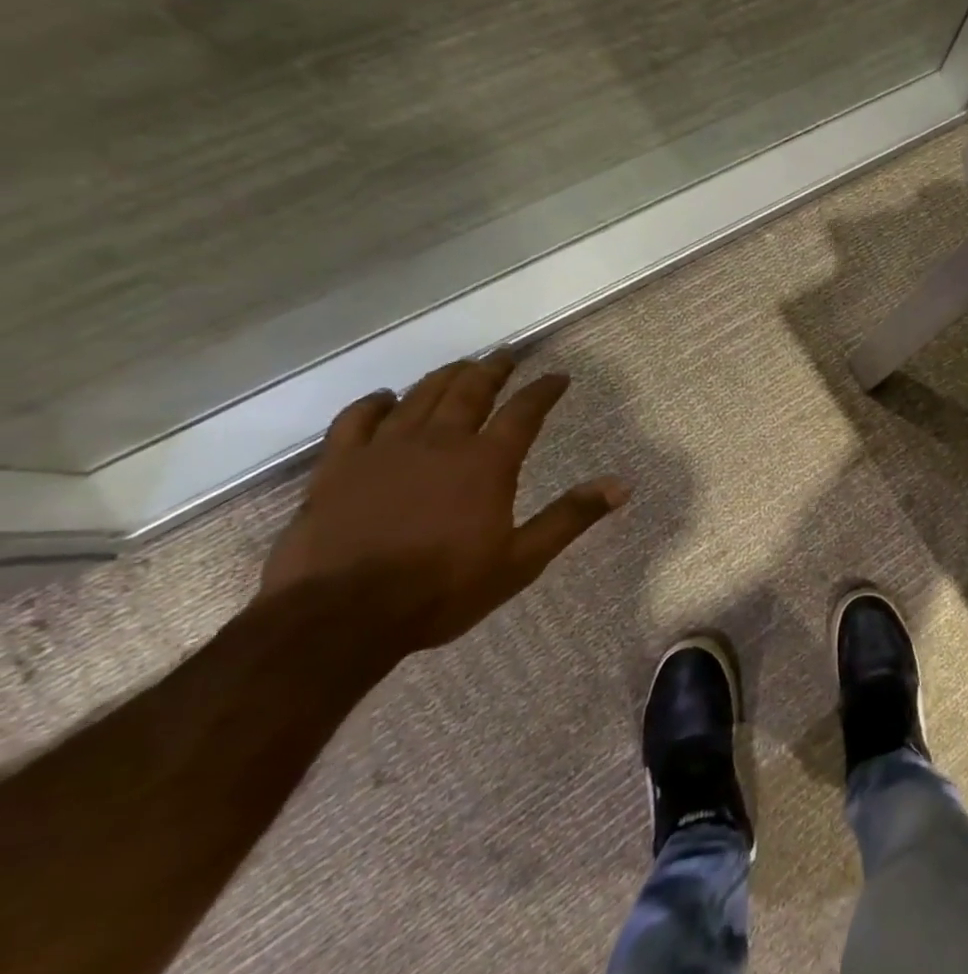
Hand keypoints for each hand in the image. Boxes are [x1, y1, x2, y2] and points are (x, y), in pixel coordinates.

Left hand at [258, 351, 627, 652]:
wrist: (340, 617)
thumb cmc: (442, 589)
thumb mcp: (521, 560)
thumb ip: (571, 517)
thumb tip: (623, 485)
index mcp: (486, 463)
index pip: (524, 412)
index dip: (544, 390)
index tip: (559, 376)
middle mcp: (439, 443)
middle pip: (470, 391)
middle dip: (493, 369)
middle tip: (506, 355)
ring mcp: (384, 450)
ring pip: (419, 397)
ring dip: (445, 377)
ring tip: (460, 367)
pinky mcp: (337, 467)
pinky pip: (355, 420)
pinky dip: (374, 403)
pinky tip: (385, 397)